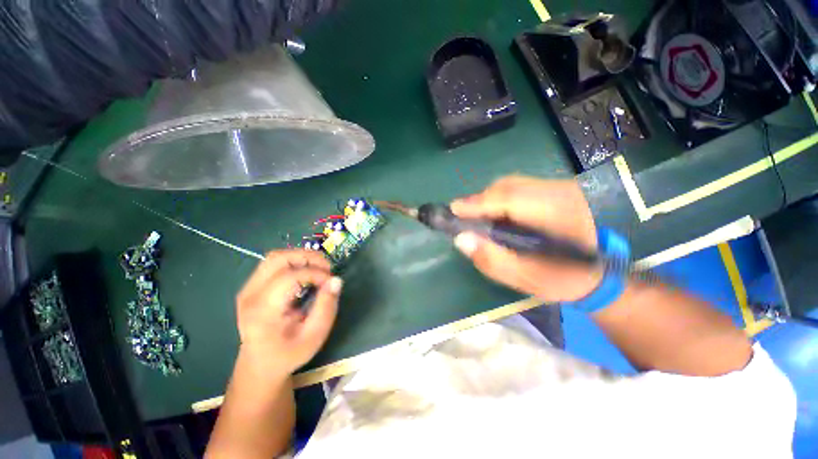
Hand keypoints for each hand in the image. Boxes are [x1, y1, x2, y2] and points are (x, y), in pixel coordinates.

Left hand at [235, 249, 341, 376]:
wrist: (260, 365)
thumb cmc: (288, 354)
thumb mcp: (314, 337)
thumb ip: (326, 307)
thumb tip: (336, 280)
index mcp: (262, 311)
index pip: (288, 277)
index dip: (315, 274)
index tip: (331, 282)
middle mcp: (250, 295)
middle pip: (278, 258)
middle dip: (308, 257)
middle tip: (327, 268)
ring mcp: (248, 288)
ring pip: (275, 257)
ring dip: (301, 257)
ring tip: (319, 268)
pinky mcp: (252, 286)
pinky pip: (274, 263)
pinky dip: (295, 262)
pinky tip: (307, 272)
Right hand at [451, 176, 603, 301]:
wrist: (603, 272)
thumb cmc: (566, 280)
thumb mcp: (528, 279)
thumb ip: (493, 260)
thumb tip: (461, 239)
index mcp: (561, 216)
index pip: (510, 199)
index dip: (478, 203)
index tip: (453, 210)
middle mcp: (562, 192)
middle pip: (508, 186)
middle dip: (480, 201)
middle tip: (462, 217)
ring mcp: (561, 187)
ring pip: (512, 184)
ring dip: (488, 199)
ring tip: (476, 217)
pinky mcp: (557, 188)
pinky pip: (519, 187)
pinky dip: (500, 199)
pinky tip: (495, 213)